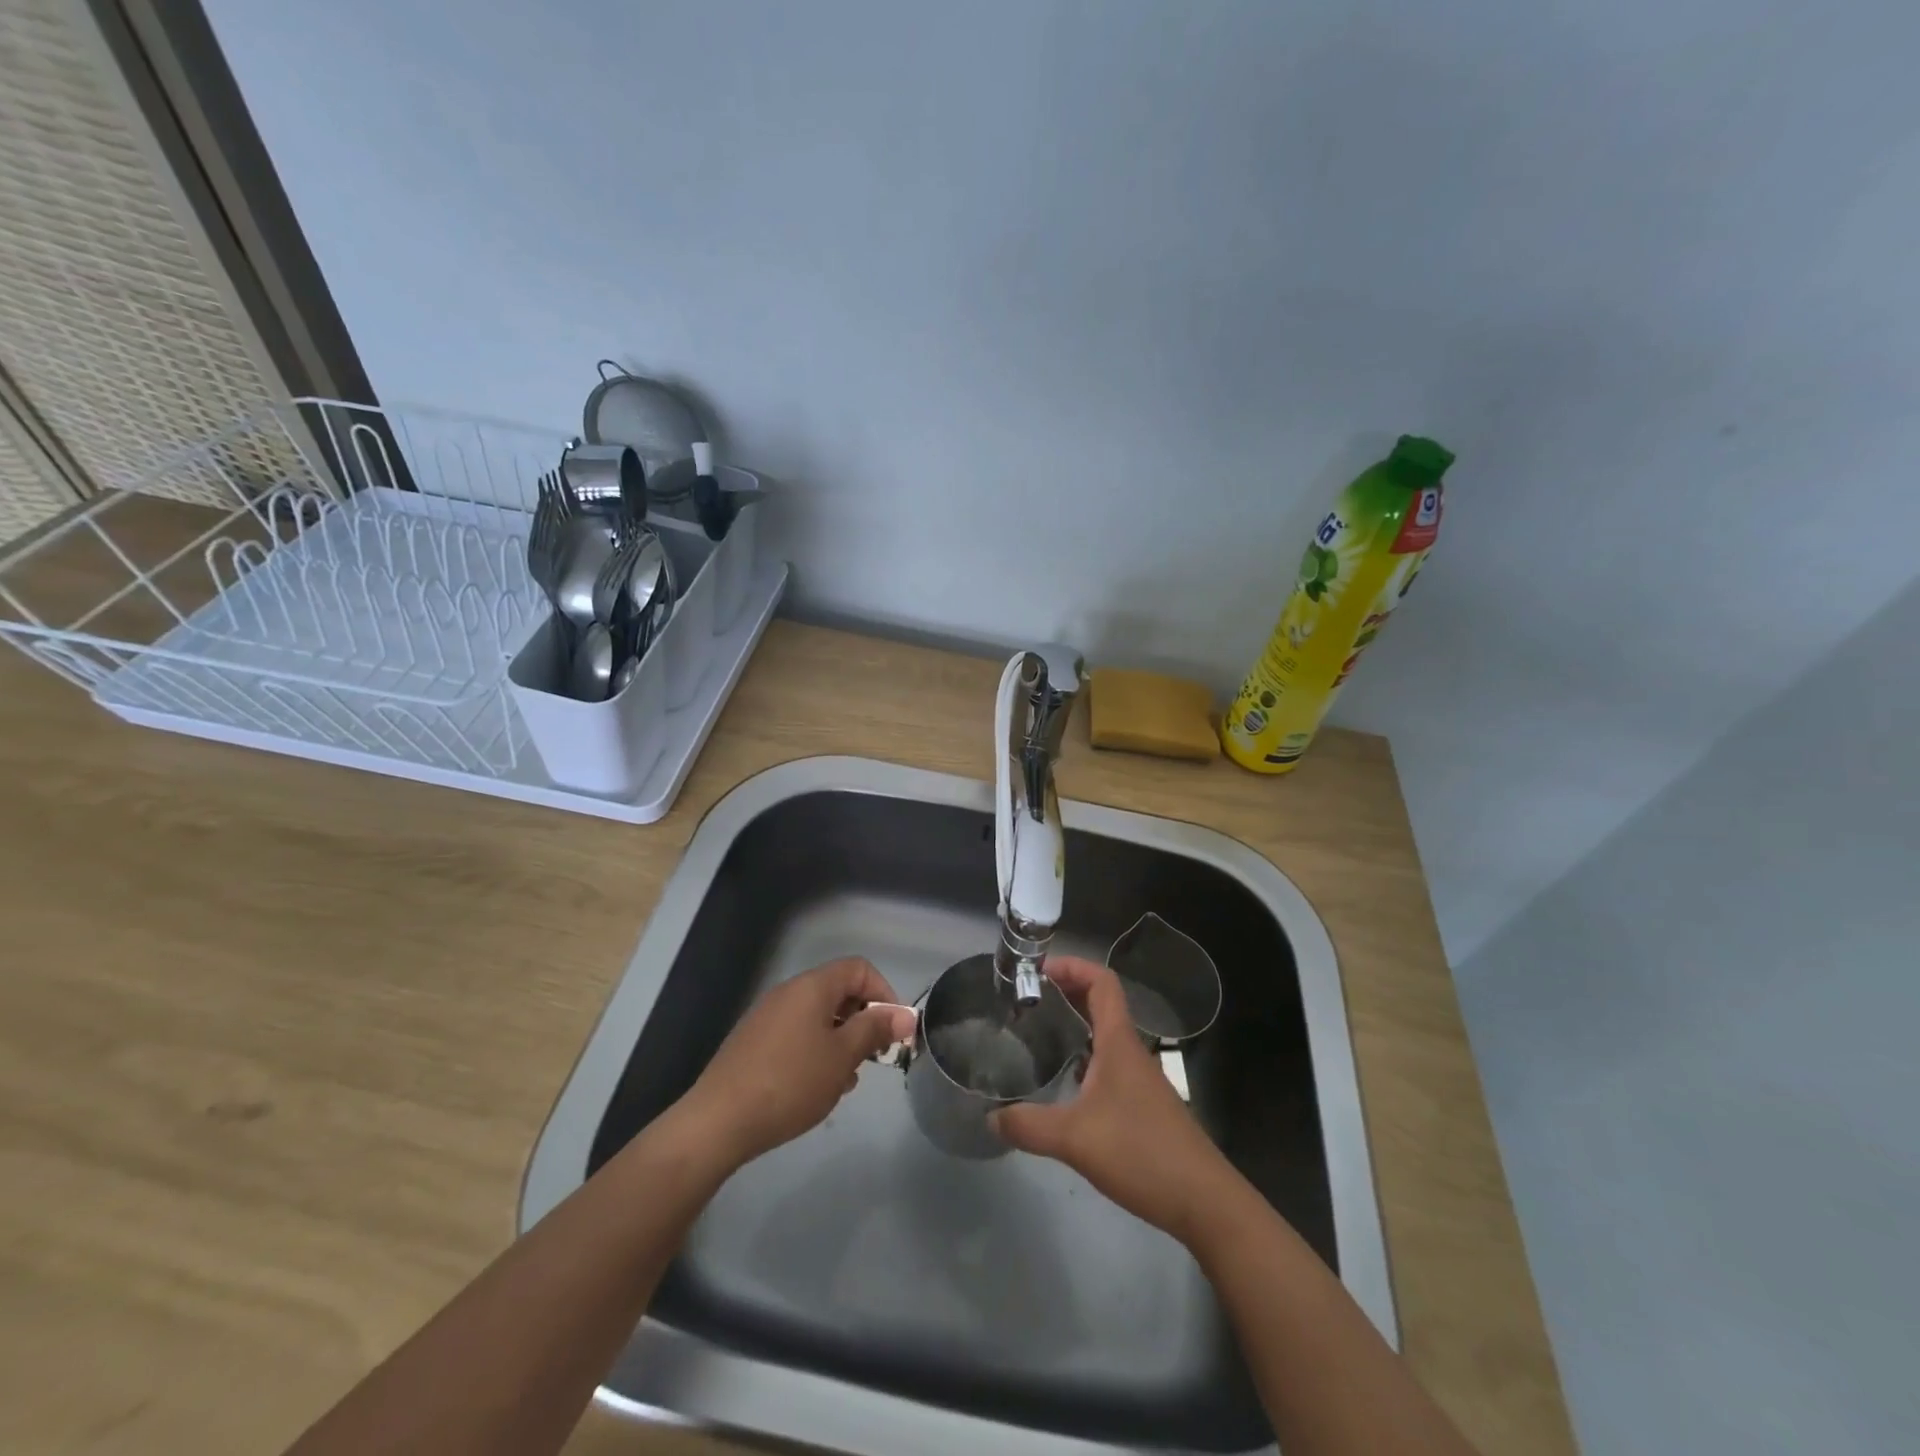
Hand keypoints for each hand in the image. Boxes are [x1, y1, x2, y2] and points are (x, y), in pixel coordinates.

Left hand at [676, 957, 915, 1169]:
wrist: (719, 1121)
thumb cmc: (791, 1082)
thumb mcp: (842, 1057)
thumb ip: (875, 1030)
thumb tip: (904, 1015)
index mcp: (812, 986)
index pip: (859, 969)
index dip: (884, 994)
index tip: (893, 1031)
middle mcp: (789, 992)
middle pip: (838, 992)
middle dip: (863, 1021)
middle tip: (873, 1059)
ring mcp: (767, 1016)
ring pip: (818, 1017)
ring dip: (840, 1041)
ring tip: (844, 1081)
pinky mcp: (753, 1042)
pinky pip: (797, 1034)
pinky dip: (815, 1051)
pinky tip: (815, 1087)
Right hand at [992, 955, 1232, 1240]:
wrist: (1203, 1201)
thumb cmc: (1142, 1153)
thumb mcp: (1075, 1139)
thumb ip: (1029, 1126)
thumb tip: (990, 1117)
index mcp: (1119, 1042)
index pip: (1102, 981)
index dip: (1072, 966)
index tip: (1037, 971)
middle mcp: (1130, 1052)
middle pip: (1100, 1003)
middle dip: (1065, 992)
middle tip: (1026, 1001)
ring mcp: (1139, 1079)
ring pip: (1104, 1036)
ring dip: (1074, 1025)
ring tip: (1036, 1035)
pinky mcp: (1142, 1105)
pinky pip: (1107, 1064)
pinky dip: (1083, 1058)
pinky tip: (1062, 1084)